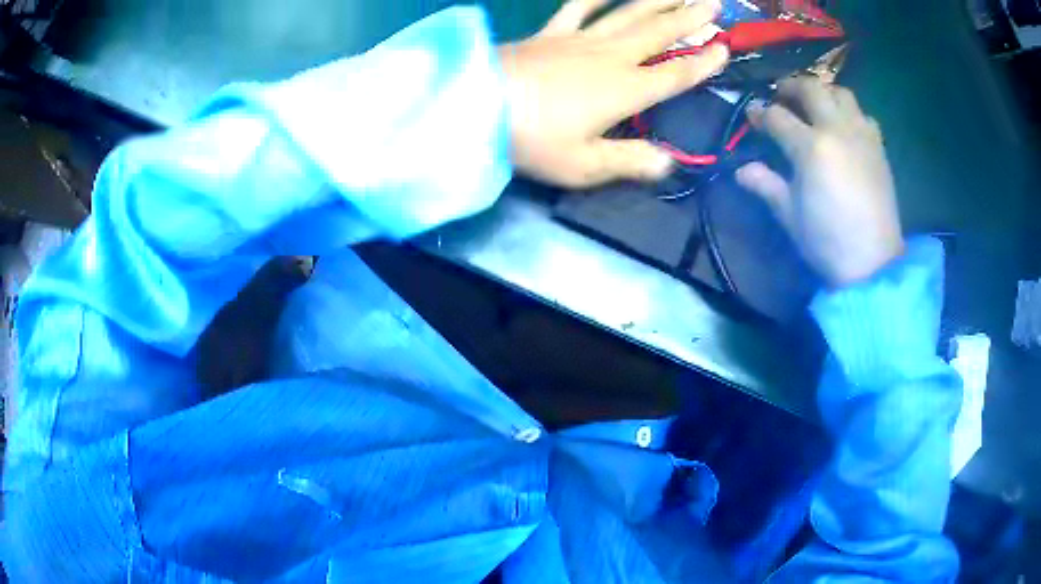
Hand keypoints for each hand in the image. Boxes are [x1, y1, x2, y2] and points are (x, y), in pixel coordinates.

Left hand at [499, 0, 728, 187]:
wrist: (475, 106)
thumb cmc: (532, 141)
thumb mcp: (585, 166)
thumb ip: (631, 162)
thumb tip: (670, 162)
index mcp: (626, 91)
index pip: (676, 75)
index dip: (704, 63)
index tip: (725, 48)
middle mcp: (611, 57)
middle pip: (660, 33)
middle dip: (691, 18)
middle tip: (716, 4)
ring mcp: (580, 39)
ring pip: (629, 13)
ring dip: (658, 0)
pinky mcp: (551, 33)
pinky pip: (579, 7)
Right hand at [735, 77, 904, 287]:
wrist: (873, 263)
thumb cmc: (828, 242)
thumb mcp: (789, 216)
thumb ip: (766, 185)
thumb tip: (742, 170)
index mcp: (810, 147)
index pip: (777, 116)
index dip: (759, 113)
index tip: (751, 114)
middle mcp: (836, 130)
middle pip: (810, 88)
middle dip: (790, 86)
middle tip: (780, 95)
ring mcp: (861, 135)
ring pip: (840, 92)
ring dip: (823, 92)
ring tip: (814, 104)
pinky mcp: (878, 146)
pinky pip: (863, 114)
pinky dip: (849, 112)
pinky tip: (844, 127)